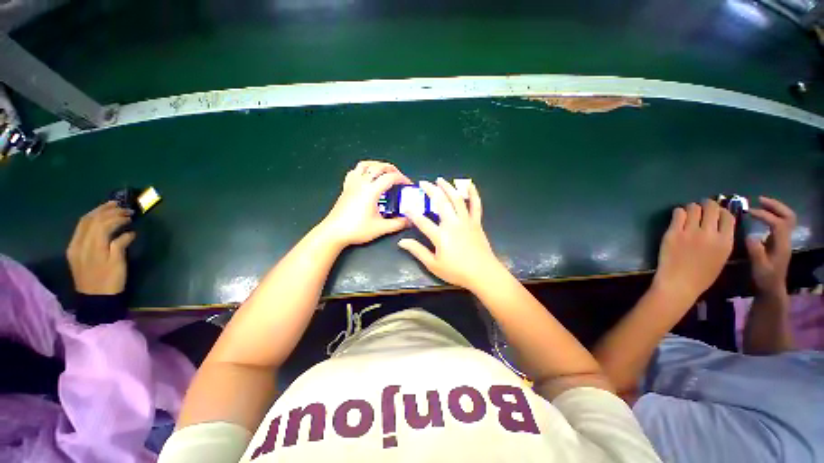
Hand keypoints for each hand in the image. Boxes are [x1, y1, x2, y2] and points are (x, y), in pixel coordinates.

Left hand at [67, 201, 135, 294]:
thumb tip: (128, 232)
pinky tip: (100, 219)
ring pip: (83, 223)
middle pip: (90, 220)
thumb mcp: (118, 263)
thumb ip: (120, 245)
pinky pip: (80, 230)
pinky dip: (91, 220)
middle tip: (122, 207)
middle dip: (106, 210)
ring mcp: (74, 246)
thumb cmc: (110, 281)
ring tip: (111, 208)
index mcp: (91, 246)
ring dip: (98, 213)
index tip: (130, 214)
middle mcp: (79, 243)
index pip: (101, 223)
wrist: (95, 298)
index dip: (115, 216)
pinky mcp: (74, 250)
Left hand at [320, 160, 411, 246]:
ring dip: (377, 165)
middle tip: (399, 177)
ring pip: (365, 165)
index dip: (402, 179)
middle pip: (378, 167)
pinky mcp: (346, 188)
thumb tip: (410, 221)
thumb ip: (398, 224)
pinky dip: (363, 170)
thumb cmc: (357, 229)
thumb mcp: (381, 228)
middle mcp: (362, 183)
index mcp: (371, 191)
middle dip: (392, 169)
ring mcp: (352, 184)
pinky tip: (367, 177)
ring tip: (384, 172)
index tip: (408, 185)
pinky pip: (354, 172)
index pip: (390, 177)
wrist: (334, 232)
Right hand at [398, 178, 504, 290]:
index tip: (406, 207)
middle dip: (430, 190)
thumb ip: (417, 251)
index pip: (422, 221)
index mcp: (441, 235)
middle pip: (440, 203)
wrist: (483, 274)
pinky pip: (476, 205)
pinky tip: (470, 184)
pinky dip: (473, 193)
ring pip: (457, 199)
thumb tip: (401, 242)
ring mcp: (466, 221)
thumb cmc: (457, 271)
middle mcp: (453, 224)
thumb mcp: (433, 265)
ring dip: (448, 188)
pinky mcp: (476, 222)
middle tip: (423, 183)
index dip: (412, 213)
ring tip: (440, 180)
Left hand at [652, 200, 734, 305]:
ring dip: (692, 208)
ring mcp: (690, 232)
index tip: (716, 212)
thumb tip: (718, 224)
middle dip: (708, 205)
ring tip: (689, 213)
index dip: (722, 211)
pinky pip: (678, 213)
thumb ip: (721, 240)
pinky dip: (679, 212)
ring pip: (694, 207)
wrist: (679, 283)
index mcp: (725, 241)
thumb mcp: (721, 257)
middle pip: (712, 207)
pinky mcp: (673, 232)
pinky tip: (679, 217)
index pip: (728, 216)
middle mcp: (709, 233)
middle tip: (702, 207)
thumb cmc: (701, 275)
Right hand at [746, 197, 794, 296]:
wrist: (772, 288)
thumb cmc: (764, 278)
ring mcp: (784, 239)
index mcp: (782, 244)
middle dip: (775, 206)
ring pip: (787, 217)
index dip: (765, 215)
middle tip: (759, 200)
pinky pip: (781, 222)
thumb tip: (750, 236)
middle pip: (788, 216)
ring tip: (760, 203)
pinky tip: (762, 215)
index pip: (778, 223)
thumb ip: (756, 251)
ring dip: (775, 208)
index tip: (749, 212)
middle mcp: (786, 239)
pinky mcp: (779, 240)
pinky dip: (773, 214)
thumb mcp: (758, 267)